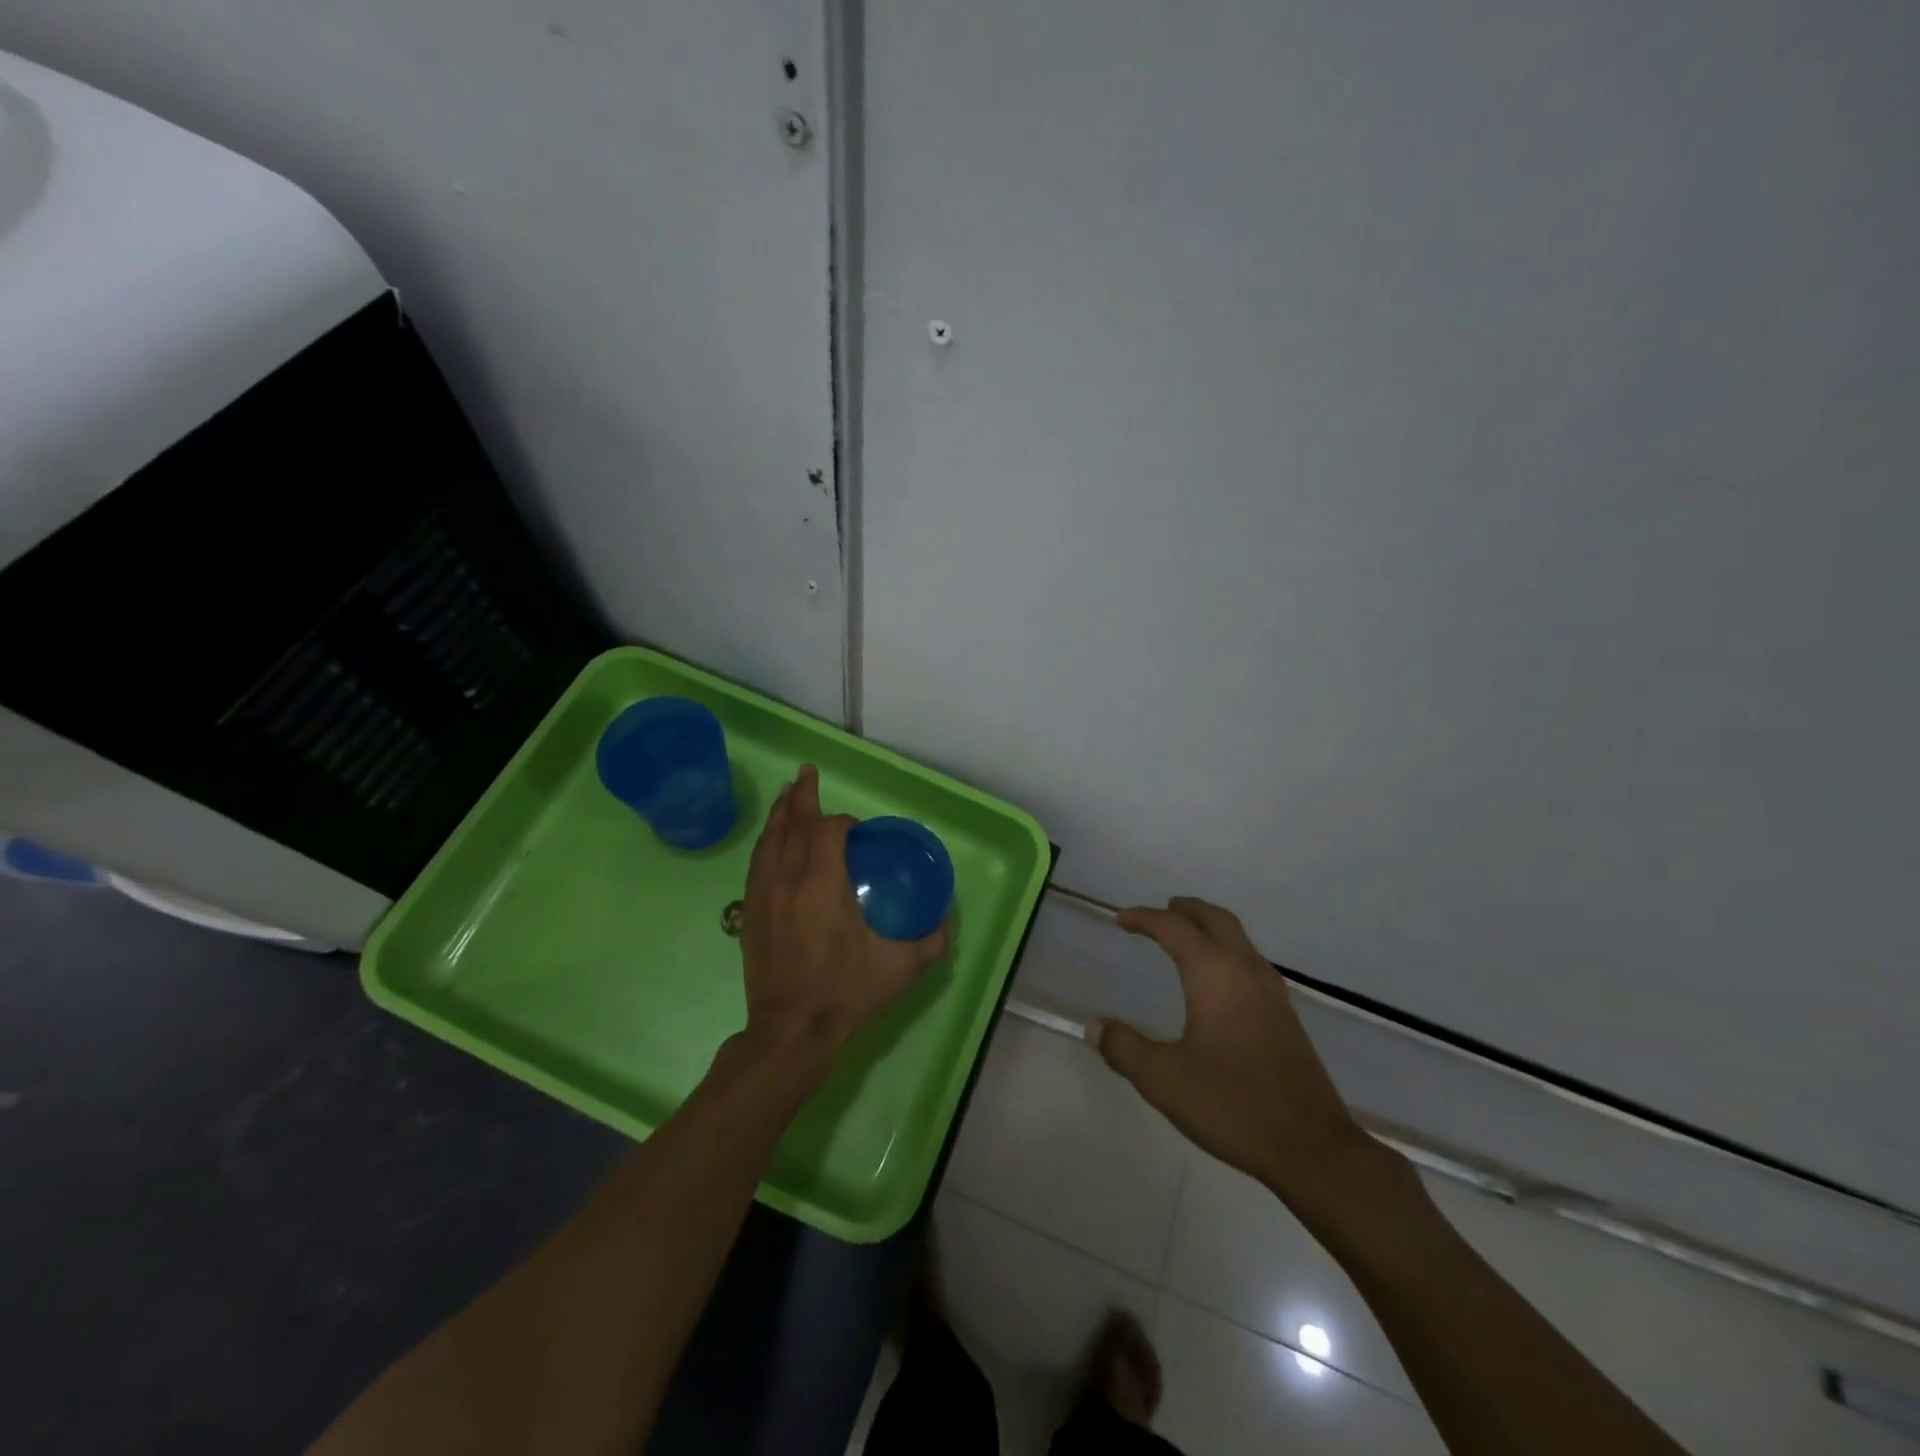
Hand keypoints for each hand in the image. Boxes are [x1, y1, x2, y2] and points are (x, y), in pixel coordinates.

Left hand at [737, 765, 949, 1072]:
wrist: (790, 1031)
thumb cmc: (845, 993)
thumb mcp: (899, 968)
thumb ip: (930, 941)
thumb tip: (946, 923)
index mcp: (822, 883)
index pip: (827, 830)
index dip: (843, 822)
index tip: (858, 830)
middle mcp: (788, 879)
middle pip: (792, 824)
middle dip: (802, 796)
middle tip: (806, 771)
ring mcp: (763, 895)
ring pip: (769, 841)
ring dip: (780, 814)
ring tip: (787, 794)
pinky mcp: (750, 913)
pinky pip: (757, 863)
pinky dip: (766, 842)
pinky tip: (771, 842)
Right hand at [1091, 898, 1381, 1213]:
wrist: (1312, 1148)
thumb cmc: (1232, 1104)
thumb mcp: (1163, 1079)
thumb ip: (1125, 1048)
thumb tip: (1096, 1026)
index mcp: (1213, 974)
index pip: (1174, 928)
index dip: (1145, 918)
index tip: (1121, 920)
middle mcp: (1245, 971)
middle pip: (1215, 920)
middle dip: (1186, 910)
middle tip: (1161, 911)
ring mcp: (1272, 993)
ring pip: (1239, 939)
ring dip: (1210, 928)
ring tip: (1186, 939)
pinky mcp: (1286, 1017)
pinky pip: (1251, 962)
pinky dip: (1227, 952)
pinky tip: (1219, 983)